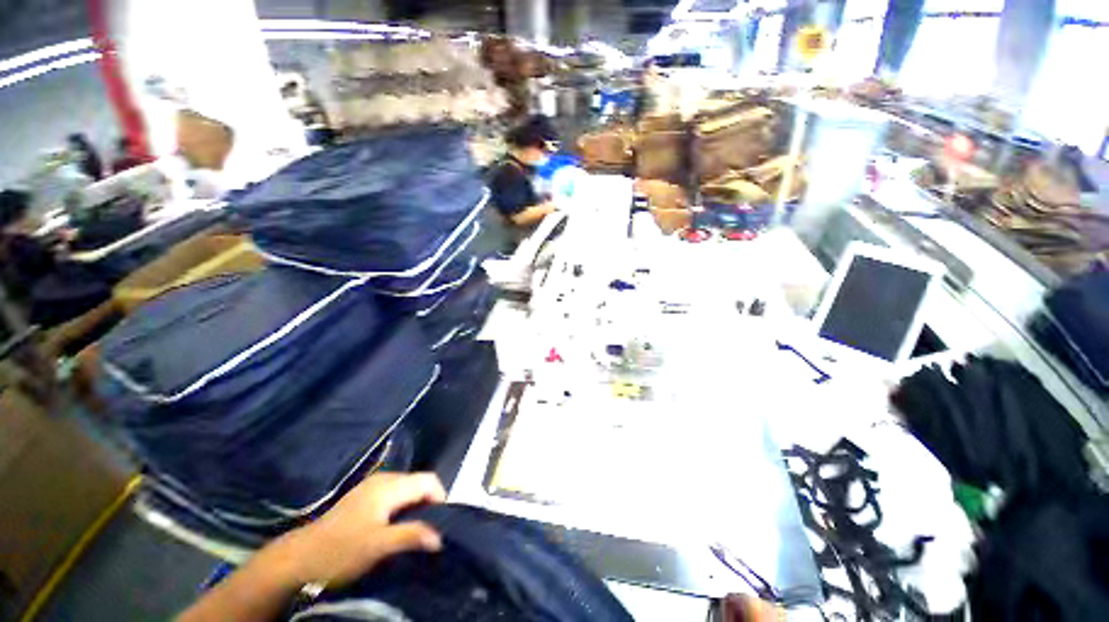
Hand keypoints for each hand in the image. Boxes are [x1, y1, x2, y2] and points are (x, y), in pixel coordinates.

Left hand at [275, 473, 446, 587]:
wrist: (298, 557)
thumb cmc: (340, 550)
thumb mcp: (378, 546)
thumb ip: (411, 535)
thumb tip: (440, 537)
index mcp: (389, 486)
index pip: (428, 480)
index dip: (440, 497)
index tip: (440, 523)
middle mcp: (383, 479)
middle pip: (418, 483)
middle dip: (428, 503)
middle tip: (427, 530)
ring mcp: (371, 486)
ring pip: (406, 489)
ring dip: (414, 506)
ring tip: (412, 531)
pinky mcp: (363, 496)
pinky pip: (393, 494)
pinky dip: (401, 507)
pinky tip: (392, 527)